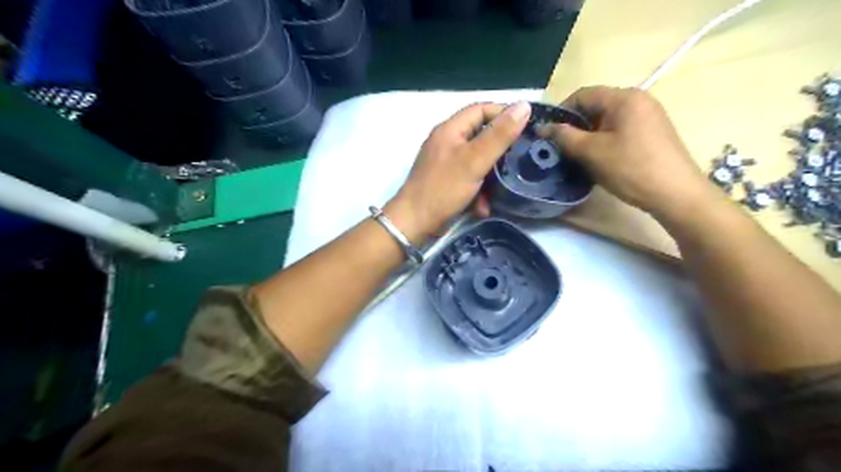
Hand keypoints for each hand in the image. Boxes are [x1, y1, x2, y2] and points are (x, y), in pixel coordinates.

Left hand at [384, 102, 526, 242]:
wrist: (414, 223)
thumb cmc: (443, 188)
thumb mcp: (474, 160)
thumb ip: (499, 135)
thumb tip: (524, 106)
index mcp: (450, 129)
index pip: (480, 110)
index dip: (504, 114)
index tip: (526, 127)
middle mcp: (446, 142)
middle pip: (480, 136)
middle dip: (499, 150)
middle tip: (519, 159)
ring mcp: (445, 163)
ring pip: (477, 161)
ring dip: (490, 176)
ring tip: (502, 188)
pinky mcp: (446, 182)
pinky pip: (468, 179)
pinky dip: (478, 191)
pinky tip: (483, 206)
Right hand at [546, 86, 714, 218]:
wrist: (676, 194)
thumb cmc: (631, 169)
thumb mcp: (592, 152)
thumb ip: (564, 137)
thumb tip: (542, 128)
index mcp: (624, 98)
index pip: (582, 94)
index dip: (561, 112)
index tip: (549, 134)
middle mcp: (638, 99)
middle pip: (595, 105)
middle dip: (575, 125)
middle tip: (561, 148)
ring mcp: (648, 115)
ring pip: (606, 119)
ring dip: (588, 135)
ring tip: (578, 156)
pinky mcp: (652, 131)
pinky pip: (619, 128)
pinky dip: (604, 140)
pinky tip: (600, 159)